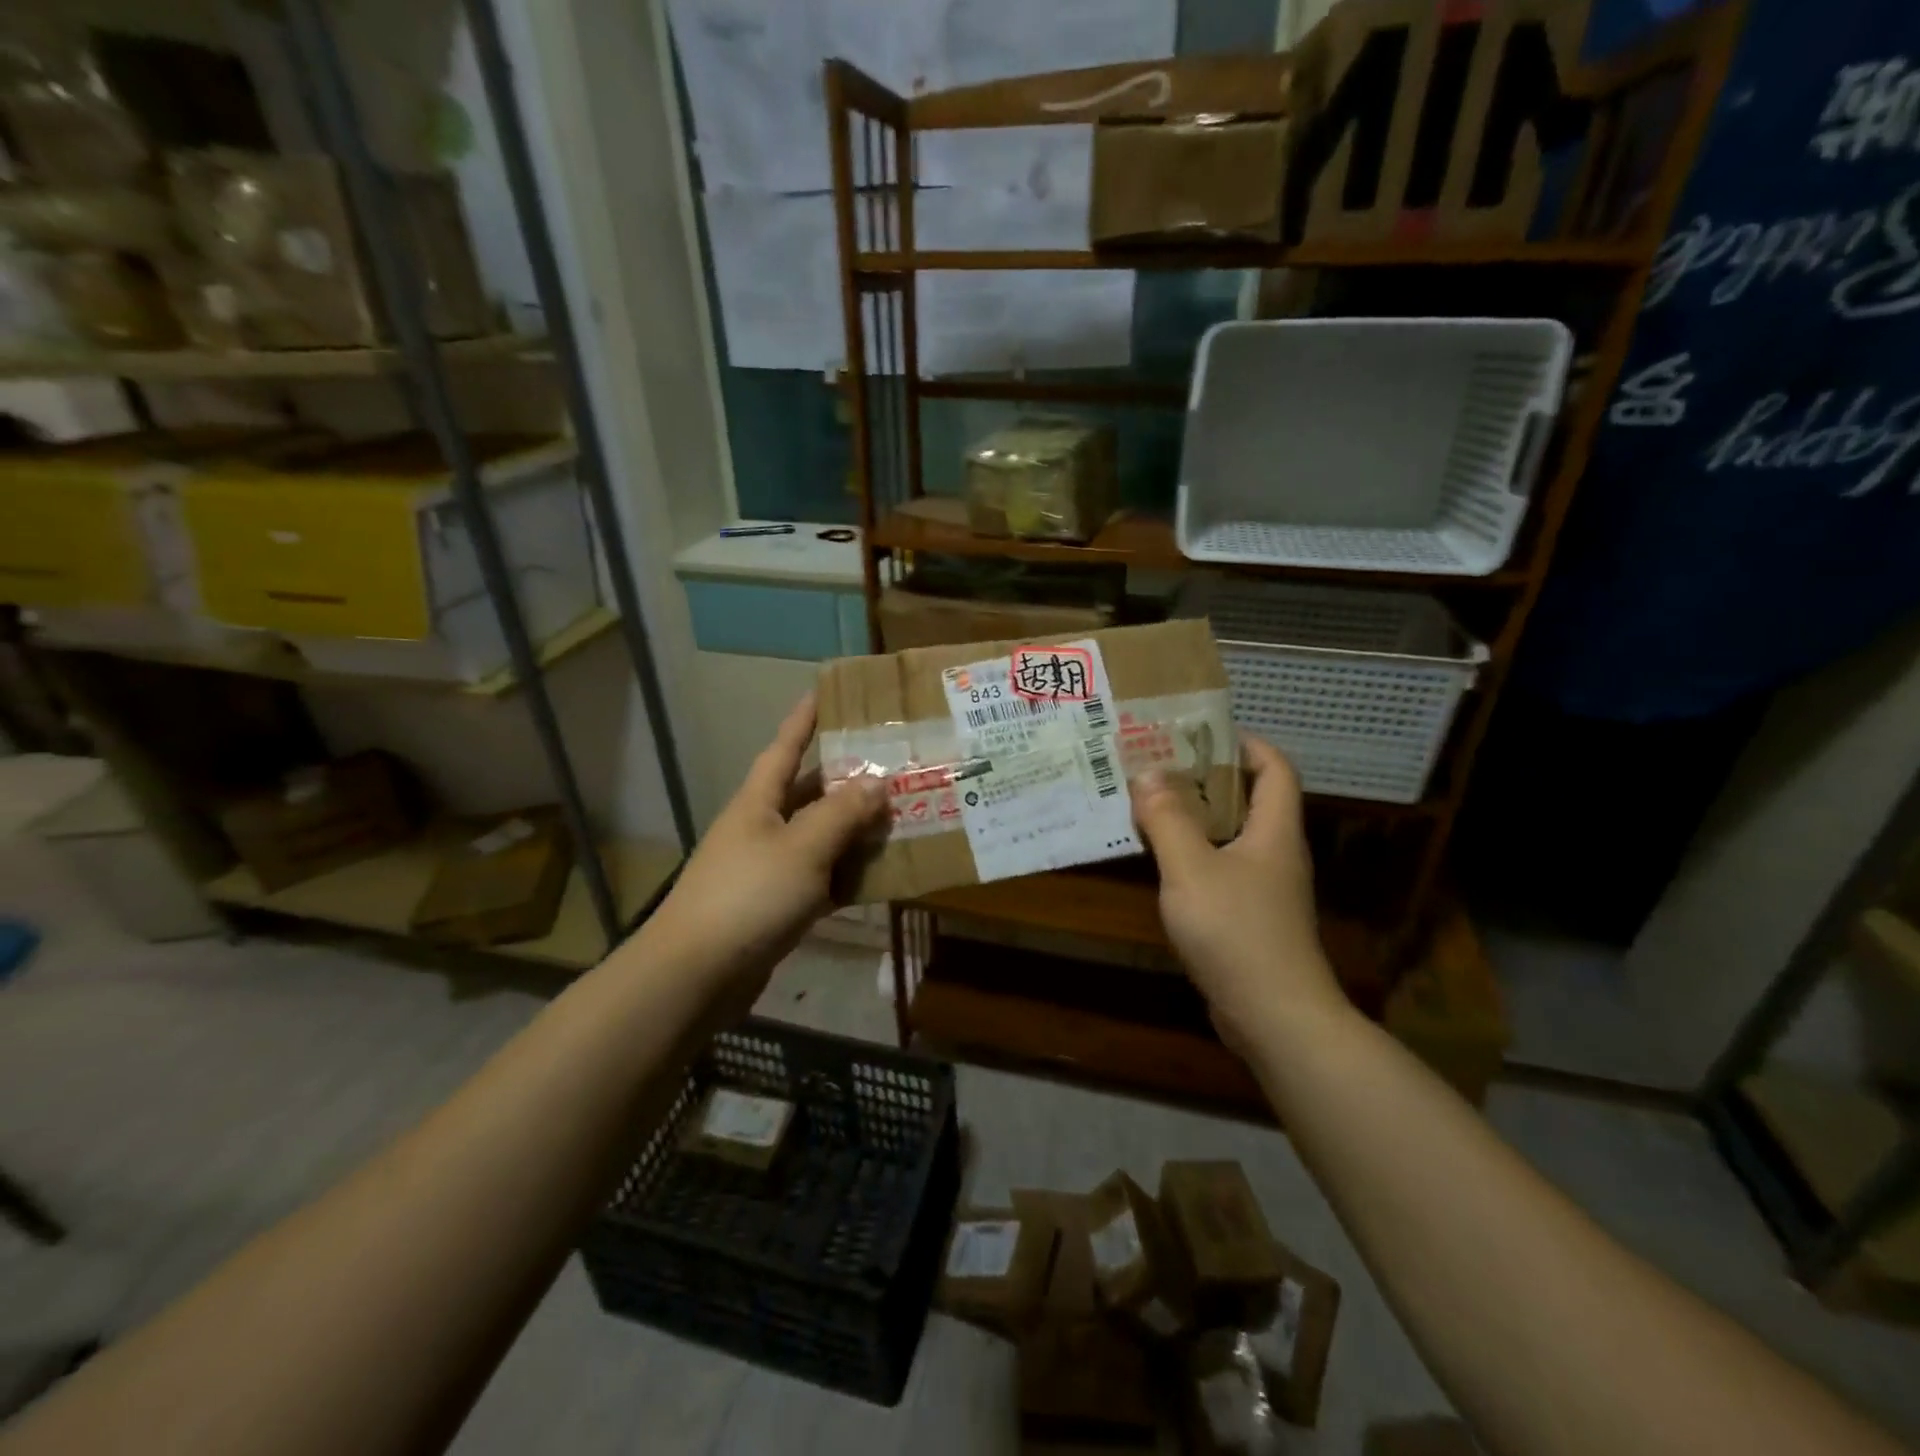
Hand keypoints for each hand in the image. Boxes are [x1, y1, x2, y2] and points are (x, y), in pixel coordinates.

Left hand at [643, 694, 886, 1008]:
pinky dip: (846, 876)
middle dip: (846, 779)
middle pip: (807, 793)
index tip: (824, 692)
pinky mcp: (774, 907)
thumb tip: (877, 782)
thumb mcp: (803, 848)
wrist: (696, 975)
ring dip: (853, 830)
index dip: (804, 719)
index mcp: (758, 802)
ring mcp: (766, 869)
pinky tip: (879, 876)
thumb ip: (842, 813)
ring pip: (818, 838)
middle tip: (892, 765)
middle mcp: (760, 828)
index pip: (784, 747)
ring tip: (898, 817)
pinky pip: (819, 879)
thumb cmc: (749, 897)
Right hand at [1130, 735, 1347, 1052]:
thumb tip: (1148, 773)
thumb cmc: (1236, 931)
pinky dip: (1193, 856)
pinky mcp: (1251, 919)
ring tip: (1151, 806)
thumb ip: (1167, 819)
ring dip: (1196, 819)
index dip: (1247, 744)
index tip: (1203, 733)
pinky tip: (1161, 862)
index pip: (1276, 769)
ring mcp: (1266, 890)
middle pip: (1251, 800)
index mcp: (1274, 832)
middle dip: (1208, 779)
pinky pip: (1221, 871)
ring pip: (1232, 838)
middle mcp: (1276, 854)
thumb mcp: (1191, 868)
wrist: (1275, 1016)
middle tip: (1161, 766)